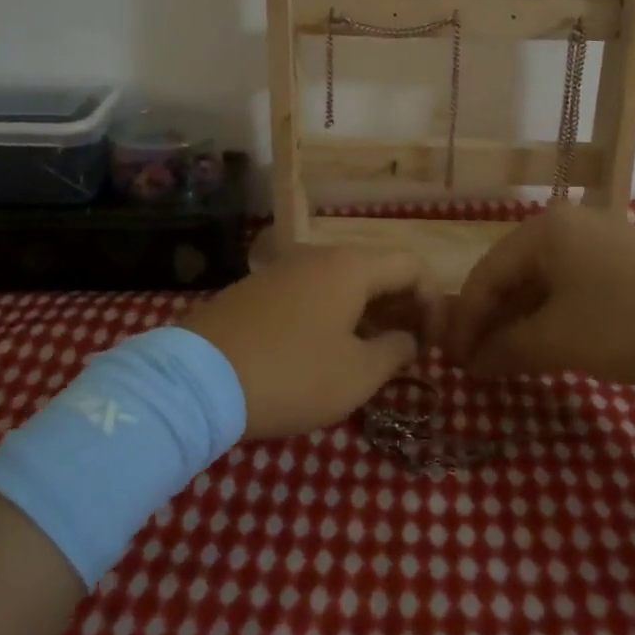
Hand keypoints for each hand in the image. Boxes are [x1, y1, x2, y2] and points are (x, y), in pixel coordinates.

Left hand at [180, 245, 442, 439]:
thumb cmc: (292, 376)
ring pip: (342, 282)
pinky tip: (328, 350)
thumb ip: (395, 352)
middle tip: (410, 351)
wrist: (198, 380)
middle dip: (402, 307)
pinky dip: (334, 313)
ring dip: (368, 313)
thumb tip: (407, 339)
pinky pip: (312, 292)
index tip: (435, 344)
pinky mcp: (258, 288)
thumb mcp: (356, 375)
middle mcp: (318, 255)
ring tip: (373, 355)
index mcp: (350, 267)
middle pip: (377, 270)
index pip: (412, 266)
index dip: (434, 301)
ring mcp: (284, 268)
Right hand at [445, 205, 634, 384]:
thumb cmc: (629, 319)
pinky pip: (571, 285)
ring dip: (523, 321)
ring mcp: (597, 239)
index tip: (455, 362)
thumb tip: (473, 362)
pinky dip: (554, 315)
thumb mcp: (559, 340)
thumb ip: (508, 350)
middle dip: (493, 322)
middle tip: (481, 364)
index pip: (485, 276)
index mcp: (541, 231)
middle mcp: (564, 225)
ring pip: (543, 282)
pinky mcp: (624, 259)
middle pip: (512, 275)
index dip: (465, 322)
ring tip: (513, 360)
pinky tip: (554, 343)